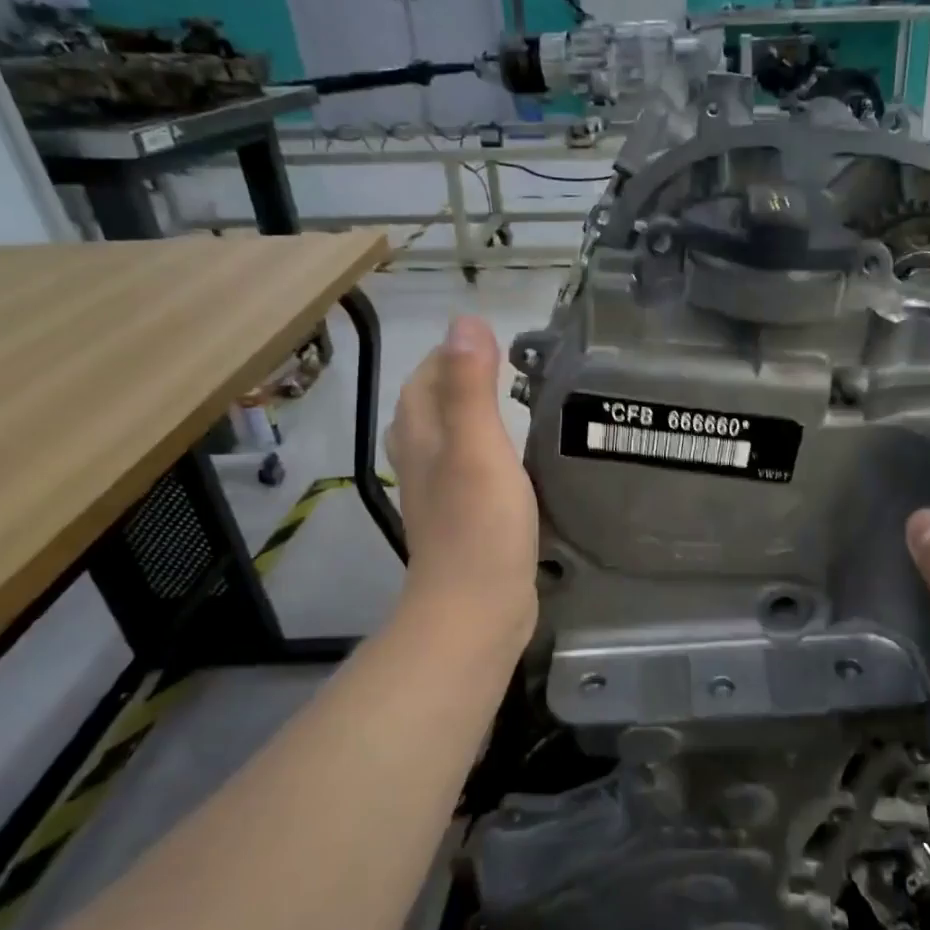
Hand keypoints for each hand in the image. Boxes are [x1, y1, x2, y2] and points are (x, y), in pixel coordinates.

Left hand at [384, 317, 538, 642]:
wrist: (476, 608)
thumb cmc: (480, 525)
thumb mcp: (479, 447)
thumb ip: (471, 386)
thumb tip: (464, 320)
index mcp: (422, 438)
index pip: (424, 378)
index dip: (450, 353)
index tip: (492, 341)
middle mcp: (422, 462)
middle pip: (427, 408)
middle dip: (455, 380)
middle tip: (504, 369)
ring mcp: (438, 496)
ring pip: (443, 441)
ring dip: (466, 417)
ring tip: (506, 407)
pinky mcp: (461, 522)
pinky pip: (464, 472)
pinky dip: (481, 454)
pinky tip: (508, 462)